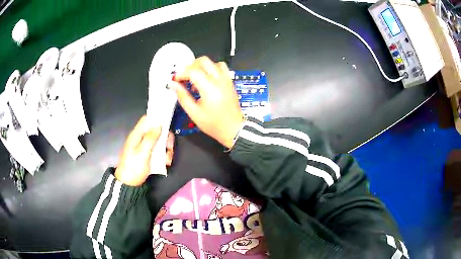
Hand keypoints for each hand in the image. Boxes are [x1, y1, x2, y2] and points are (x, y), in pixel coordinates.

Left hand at [115, 116, 174, 185]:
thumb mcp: (143, 152)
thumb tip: (158, 124)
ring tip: (167, 159)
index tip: (167, 124)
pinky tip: (166, 163)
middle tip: (169, 147)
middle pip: (156, 131)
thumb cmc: (134, 167)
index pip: (146, 119)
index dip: (156, 119)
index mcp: (137, 135)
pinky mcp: (148, 156)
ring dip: (166, 149)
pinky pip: (158, 151)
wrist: (129, 185)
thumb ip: (150, 138)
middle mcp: (141, 139)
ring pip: (159, 142)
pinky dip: (164, 156)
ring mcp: (145, 148)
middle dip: (165, 138)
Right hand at [171, 56, 243, 148]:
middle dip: (190, 66)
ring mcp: (226, 80)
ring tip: (195, 79)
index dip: (181, 73)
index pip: (193, 71)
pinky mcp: (229, 82)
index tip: (176, 79)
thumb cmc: (215, 124)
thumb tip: (174, 85)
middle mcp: (219, 81)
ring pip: (213, 62)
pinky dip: (212, 69)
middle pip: (203, 61)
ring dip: (202, 67)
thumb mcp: (194, 113)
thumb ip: (183, 96)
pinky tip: (206, 80)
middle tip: (184, 77)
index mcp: (210, 88)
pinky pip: (221, 68)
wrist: (233, 129)